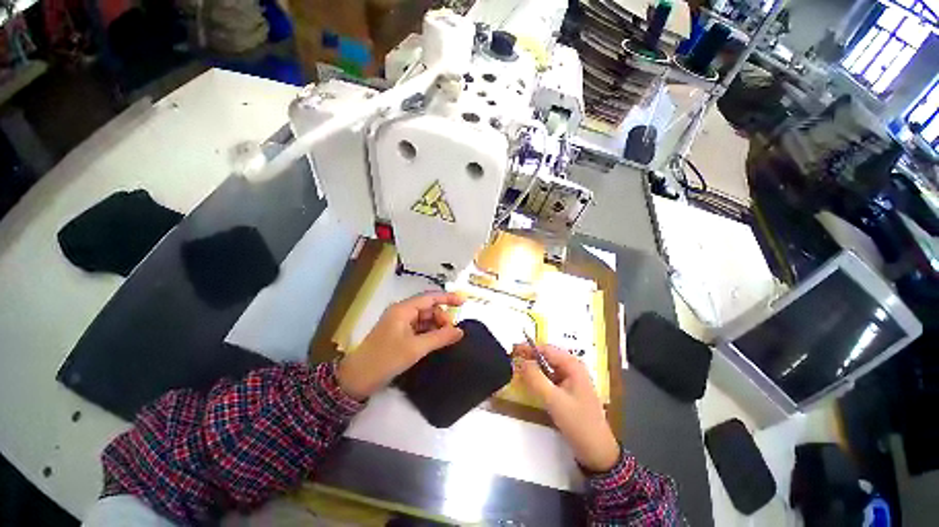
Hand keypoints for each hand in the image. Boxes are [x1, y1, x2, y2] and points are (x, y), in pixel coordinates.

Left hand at [336, 292, 464, 399]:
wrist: (357, 379)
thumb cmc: (386, 359)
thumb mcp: (416, 348)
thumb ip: (440, 337)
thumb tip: (460, 331)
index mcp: (403, 309)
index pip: (430, 298)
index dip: (447, 298)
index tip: (463, 302)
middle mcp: (402, 312)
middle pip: (429, 308)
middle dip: (442, 317)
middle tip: (452, 333)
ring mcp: (400, 323)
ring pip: (425, 319)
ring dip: (437, 326)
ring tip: (446, 339)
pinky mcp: (399, 334)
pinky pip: (419, 329)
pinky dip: (430, 333)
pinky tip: (437, 342)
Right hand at [513, 344, 619, 472]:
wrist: (597, 452)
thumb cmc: (578, 423)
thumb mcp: (554, 400)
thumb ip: (535, 378)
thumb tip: (522, 362)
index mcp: (572, 365)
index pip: (546, 349)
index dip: (528, 348)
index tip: (512, 350)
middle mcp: (573, 368)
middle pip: (547, 357)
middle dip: (530, 358)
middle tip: (513, 361)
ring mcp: (571, 379)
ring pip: (548, 368)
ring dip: (534, 369)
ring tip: (518, 372)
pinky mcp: (568, 390)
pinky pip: (551, 379)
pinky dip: (540, 379)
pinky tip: (531, 384)